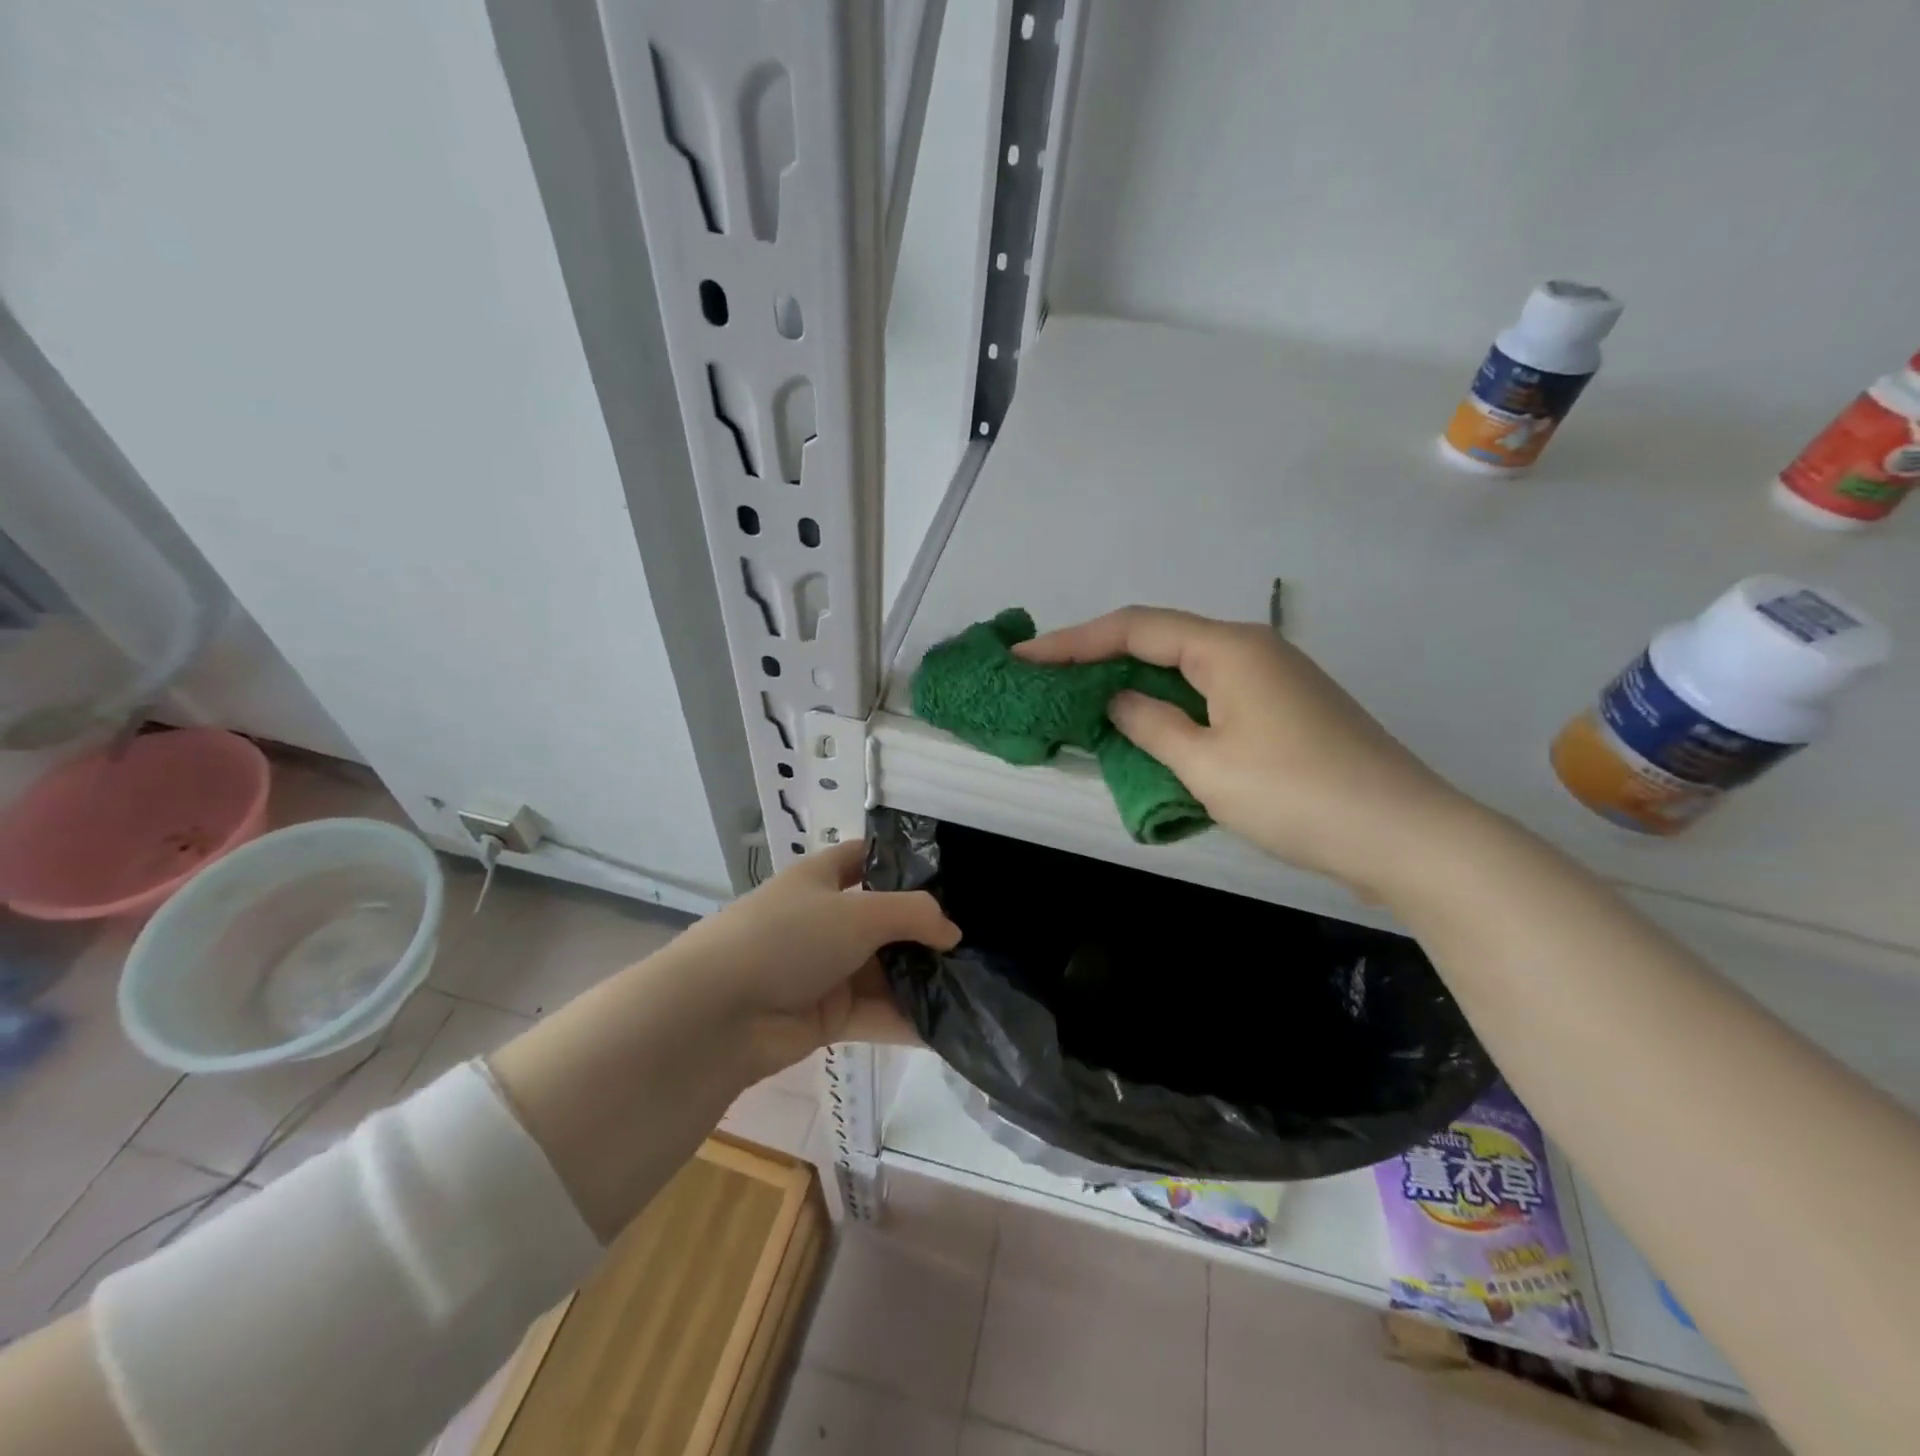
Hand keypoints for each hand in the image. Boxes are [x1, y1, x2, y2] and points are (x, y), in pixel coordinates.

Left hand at [661, 838, 959, 1079]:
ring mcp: (826, 970)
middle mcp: (825, 920)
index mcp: (821, 879)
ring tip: (977, 984)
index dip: (902, 861)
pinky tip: (951, 1027)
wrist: (718, 1015)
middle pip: (884, 920)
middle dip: (925, 930)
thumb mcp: (858, 912)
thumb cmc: (787, 938)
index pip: (866, 858)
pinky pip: (877, 1013)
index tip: (950, 873)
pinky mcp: (827, 1017)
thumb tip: (952, 932)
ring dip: (922, 979)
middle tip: (978, 938)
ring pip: (884, 971)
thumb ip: (914, 914)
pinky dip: (908, 1020)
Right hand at [1018, 607, 1471, 895]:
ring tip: (1085, 702)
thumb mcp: (1205, 764)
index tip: (1023, 656)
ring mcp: (1273, 678)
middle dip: (1099, 658)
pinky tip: (1149, 728)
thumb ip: (1150, 725)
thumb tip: (1117, 700)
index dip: (1072, 641)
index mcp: (1228, 647)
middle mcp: (1250, 649)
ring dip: (1134, 683)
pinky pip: (1210, 695)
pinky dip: (1170, 706)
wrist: (1404, 835)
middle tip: (1047, 679)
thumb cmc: (1295, 794)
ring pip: (1185, 669)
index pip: (1133, 627)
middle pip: (1159, 640)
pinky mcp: (1286, 711)